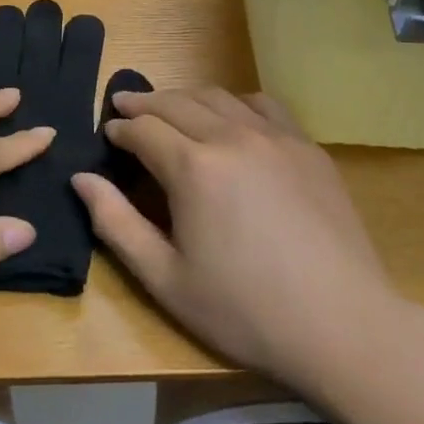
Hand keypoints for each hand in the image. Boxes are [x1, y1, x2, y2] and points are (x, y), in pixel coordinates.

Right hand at [73, 88, 399, 393]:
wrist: (342, 326)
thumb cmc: (244, 310)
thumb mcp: (165, 279)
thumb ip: (116, 224)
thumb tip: (80, 178)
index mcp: (193, 168)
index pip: (143, 129)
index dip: (120, 128)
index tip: (107, 132)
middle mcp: (232, 137)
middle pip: (177, 102)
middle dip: (145, 102)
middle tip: (124, 105)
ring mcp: (275, 137)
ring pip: (218, 97)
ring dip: (185, 97)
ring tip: (169, 107)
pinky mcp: (307, 148)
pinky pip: (262, 106)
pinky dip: (234, 103)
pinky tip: (230, 118)